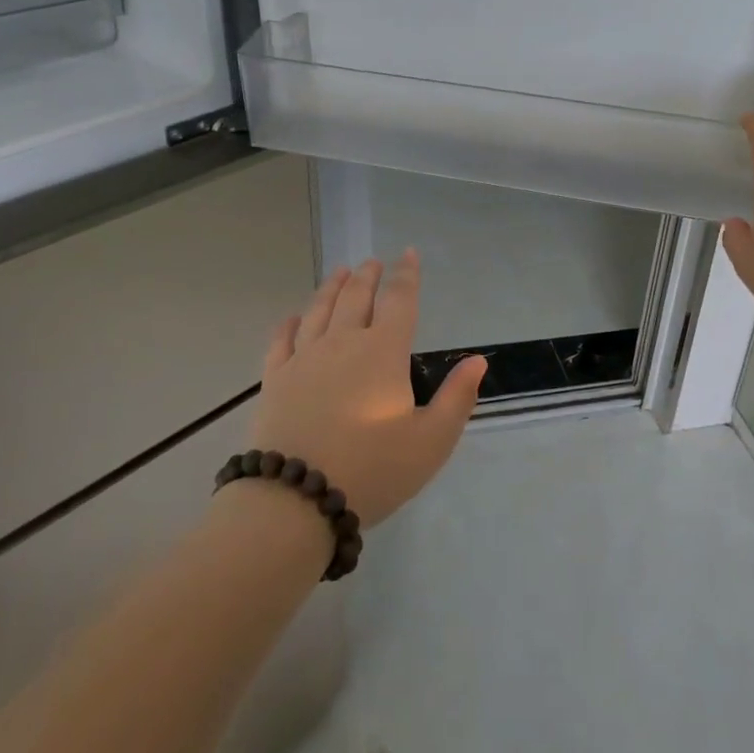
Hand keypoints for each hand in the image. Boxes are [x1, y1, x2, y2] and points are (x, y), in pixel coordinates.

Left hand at [245, 250, 485, 528]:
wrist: (296, 499)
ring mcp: (304, 359)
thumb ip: (457, 398)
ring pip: (319, 310)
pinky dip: (290, 323)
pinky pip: (282, 340)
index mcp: (383, 352)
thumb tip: (478, 360)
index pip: (399, 301)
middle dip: (368, 276)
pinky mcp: (275, 379)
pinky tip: (293, 317)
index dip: (406, 275)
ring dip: (332, 288)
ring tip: (341, 272)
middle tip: (373, 262)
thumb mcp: (431, 441)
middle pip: (356, 297)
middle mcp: (343, 343)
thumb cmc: (373, 469)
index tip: (408, 253)